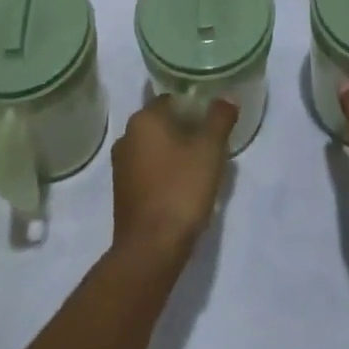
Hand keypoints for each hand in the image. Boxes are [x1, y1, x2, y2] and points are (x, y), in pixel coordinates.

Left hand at [111, 97, 236, 259]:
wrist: (150, 251)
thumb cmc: (180, 189)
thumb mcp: (210, 149)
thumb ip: (220, 118)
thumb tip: (227, 98)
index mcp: (144, 119)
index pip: (172, 99)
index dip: (196, 107)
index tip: (214, 121)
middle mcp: (126, 136)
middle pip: (163, 123)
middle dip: (187, 130)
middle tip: (212, 144)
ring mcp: (121, 166)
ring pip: (155, 148)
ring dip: (176, 153)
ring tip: (202, 168)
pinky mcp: (122, 193)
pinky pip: (148, 171)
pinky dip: (165, 173)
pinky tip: (184, 189)